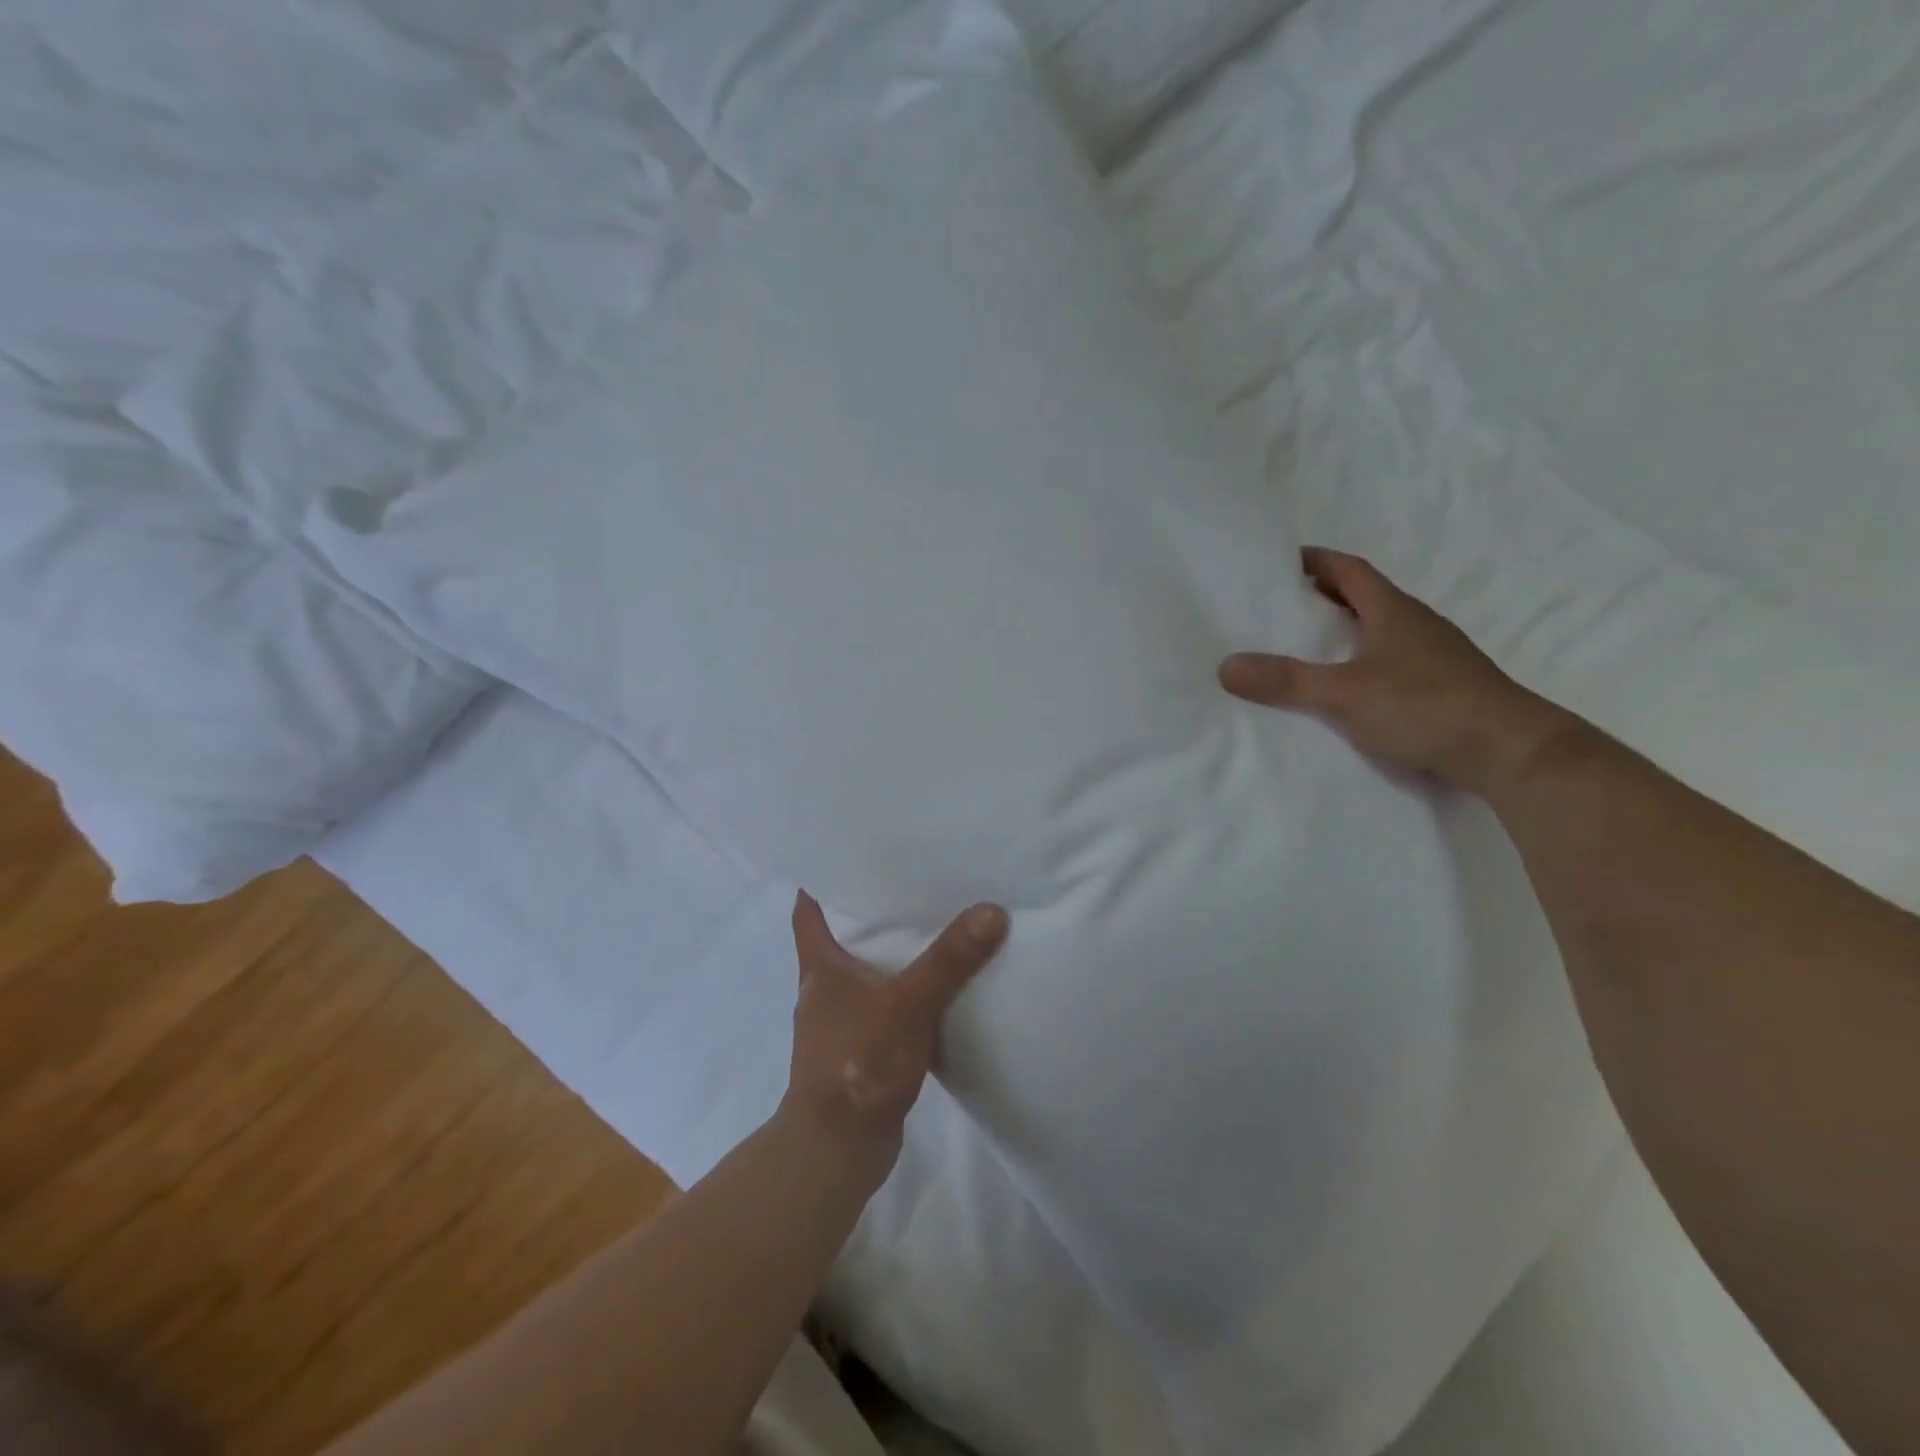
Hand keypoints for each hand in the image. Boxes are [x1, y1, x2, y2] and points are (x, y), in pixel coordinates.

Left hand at [782, 892, 1007, 1177]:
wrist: (839, 1147)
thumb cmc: (858, 1062)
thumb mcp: (907, 1003)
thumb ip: (948, 961)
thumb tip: (990, 911)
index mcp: (820, 968)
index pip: (808, 913)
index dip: (819, 884)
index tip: (843, 858)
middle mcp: (824, 991)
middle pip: (839, 940)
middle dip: (868, 915)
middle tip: (907, 885)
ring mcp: (840, 1025)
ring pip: (865, 978)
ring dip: (889, 959)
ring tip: (929, 931)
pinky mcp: (861, 1054)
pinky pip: (884, 1012)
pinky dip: (903, 998)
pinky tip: (935, 993)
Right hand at [1219, 547, 1580, 796]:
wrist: (1510, 752)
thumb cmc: (1425, 706)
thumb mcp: (1344, 694)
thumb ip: (1286, 681)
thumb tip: (1226, 666)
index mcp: (1393, 611)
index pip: (1350, 571)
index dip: (1318, 561)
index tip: (1283, 561)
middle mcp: (1417, 625)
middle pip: (1365, 597)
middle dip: (1325, 596)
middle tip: (1283, 606)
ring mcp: (1436, 656)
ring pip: (1381, 630)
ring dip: (1347, 630)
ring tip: (1307, 647)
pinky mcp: (1445, 687)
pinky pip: (1393, 661)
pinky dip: (1364, 662)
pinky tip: (1348, 687)